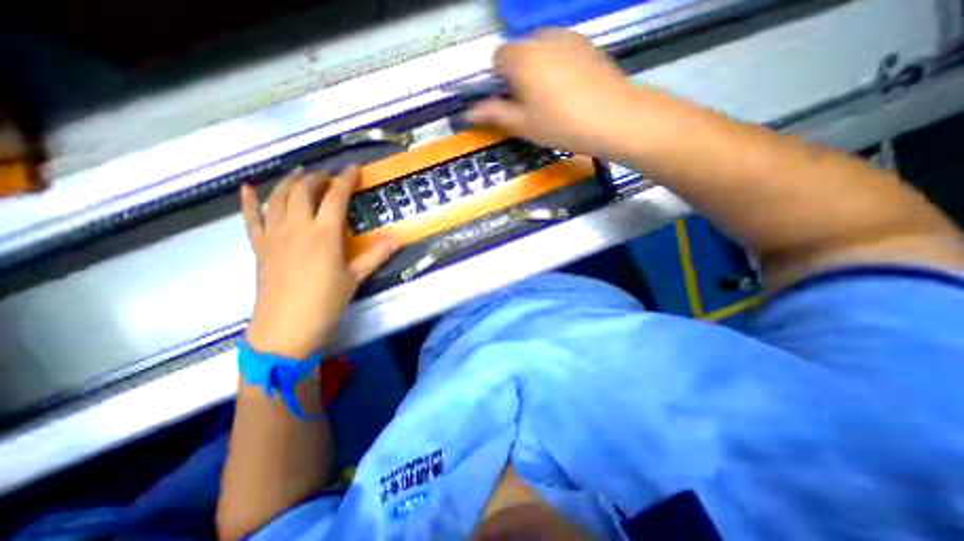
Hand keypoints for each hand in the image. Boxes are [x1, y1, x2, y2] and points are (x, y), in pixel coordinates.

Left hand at [241, 166, 395, 355]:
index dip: (346, 180)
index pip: (336, 197)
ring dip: (289, 182)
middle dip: (318, 177)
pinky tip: (247, 188)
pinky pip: (250, 218)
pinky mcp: (259, 247)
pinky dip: (248, 201)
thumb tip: (397, 237)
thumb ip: (375, 255)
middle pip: (303, 190)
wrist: (286, 328)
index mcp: (324, 235)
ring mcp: (274, 235)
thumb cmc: (325, 303)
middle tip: (329, 176)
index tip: (354, 169)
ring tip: (300, 175)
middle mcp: (297, 228)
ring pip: (277, 198)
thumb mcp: (355, 278)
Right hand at [468, 30, 645, 160]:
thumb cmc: (561, 125)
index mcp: (521, 58)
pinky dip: (557, 64)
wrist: (613, 118)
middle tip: (531, 104)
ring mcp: (567, 36)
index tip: (510, 102)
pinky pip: (561, 49)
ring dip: (537, 68)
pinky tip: (570, 88)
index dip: (499, 81)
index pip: (497, 58)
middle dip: (517, 74)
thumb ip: (494, 114)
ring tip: (552, 98)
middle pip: (518, 51)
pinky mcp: (586, 43)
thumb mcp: (523, 125)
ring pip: (540, 49)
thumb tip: (468, 113)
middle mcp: (541, 37)